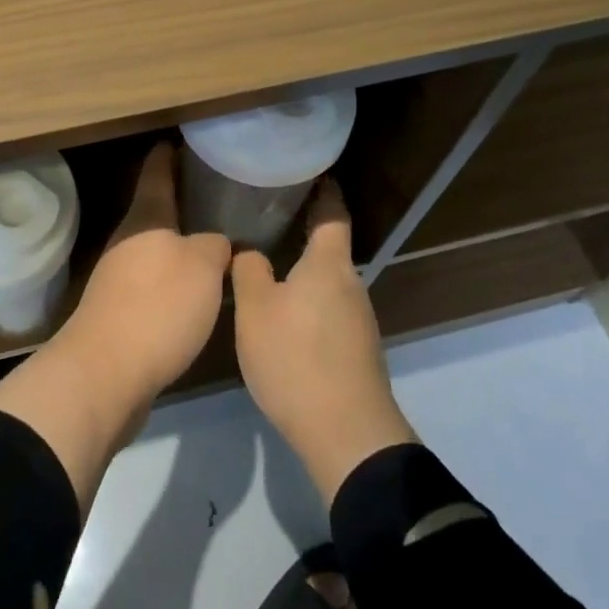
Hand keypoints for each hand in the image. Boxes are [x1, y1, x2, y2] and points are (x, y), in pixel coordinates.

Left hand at [0, 142, 230, 510]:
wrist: (105, 374)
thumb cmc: (157, 307)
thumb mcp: (203, 268)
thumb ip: (215, 247)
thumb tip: (217, 244)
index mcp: (145, 220)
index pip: (157, 175)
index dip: (167, 157)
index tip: (176, 140)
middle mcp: (126, 243)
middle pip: (154, 215)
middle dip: (179, 206)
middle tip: (212, 198)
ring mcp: (116, 280)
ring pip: (153, 252)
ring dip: (177, 249)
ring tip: (211, 248)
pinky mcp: (117, 316)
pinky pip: (151, 287)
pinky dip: (171, 284)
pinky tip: (194, 297)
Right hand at [231, 180, 416, 503]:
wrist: (347, 436)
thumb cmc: (297, 359)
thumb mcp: (255, 310)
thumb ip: (249, 271)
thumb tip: (250, 251)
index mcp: (329, 264)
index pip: (332, 213)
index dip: (323, 190)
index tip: (310, 172)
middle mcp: (351, 285)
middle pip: (330, 249)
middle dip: (304, 232)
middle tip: (269, 218)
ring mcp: (359, 321)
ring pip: (328, 283)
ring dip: (305, 272)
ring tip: (270, 265)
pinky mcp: (357, 352)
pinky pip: (330, 311)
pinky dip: (309, 303)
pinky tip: (285, 317)